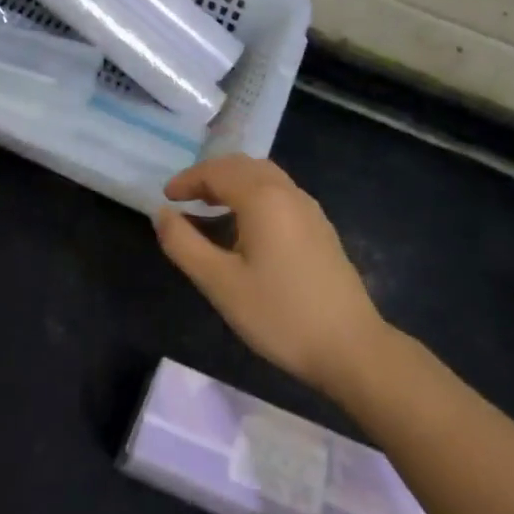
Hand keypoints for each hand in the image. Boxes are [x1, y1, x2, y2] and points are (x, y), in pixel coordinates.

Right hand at [155, 156, 384, 396]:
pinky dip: (253, 194)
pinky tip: (245, 226)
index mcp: (262, 198)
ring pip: (264, 176)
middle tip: (185, 198)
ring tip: (210, 207)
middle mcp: (288, 192)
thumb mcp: (219, 283)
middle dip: (210, 175)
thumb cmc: (279, 315)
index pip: (217, 172)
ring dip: (233, 182)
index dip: (187, 180)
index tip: (165, 198)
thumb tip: (162, 213)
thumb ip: (184, 244)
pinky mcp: (320, 228)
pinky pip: (279, 193)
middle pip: (242, 165)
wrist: (351, 347)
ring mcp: (309, 209)